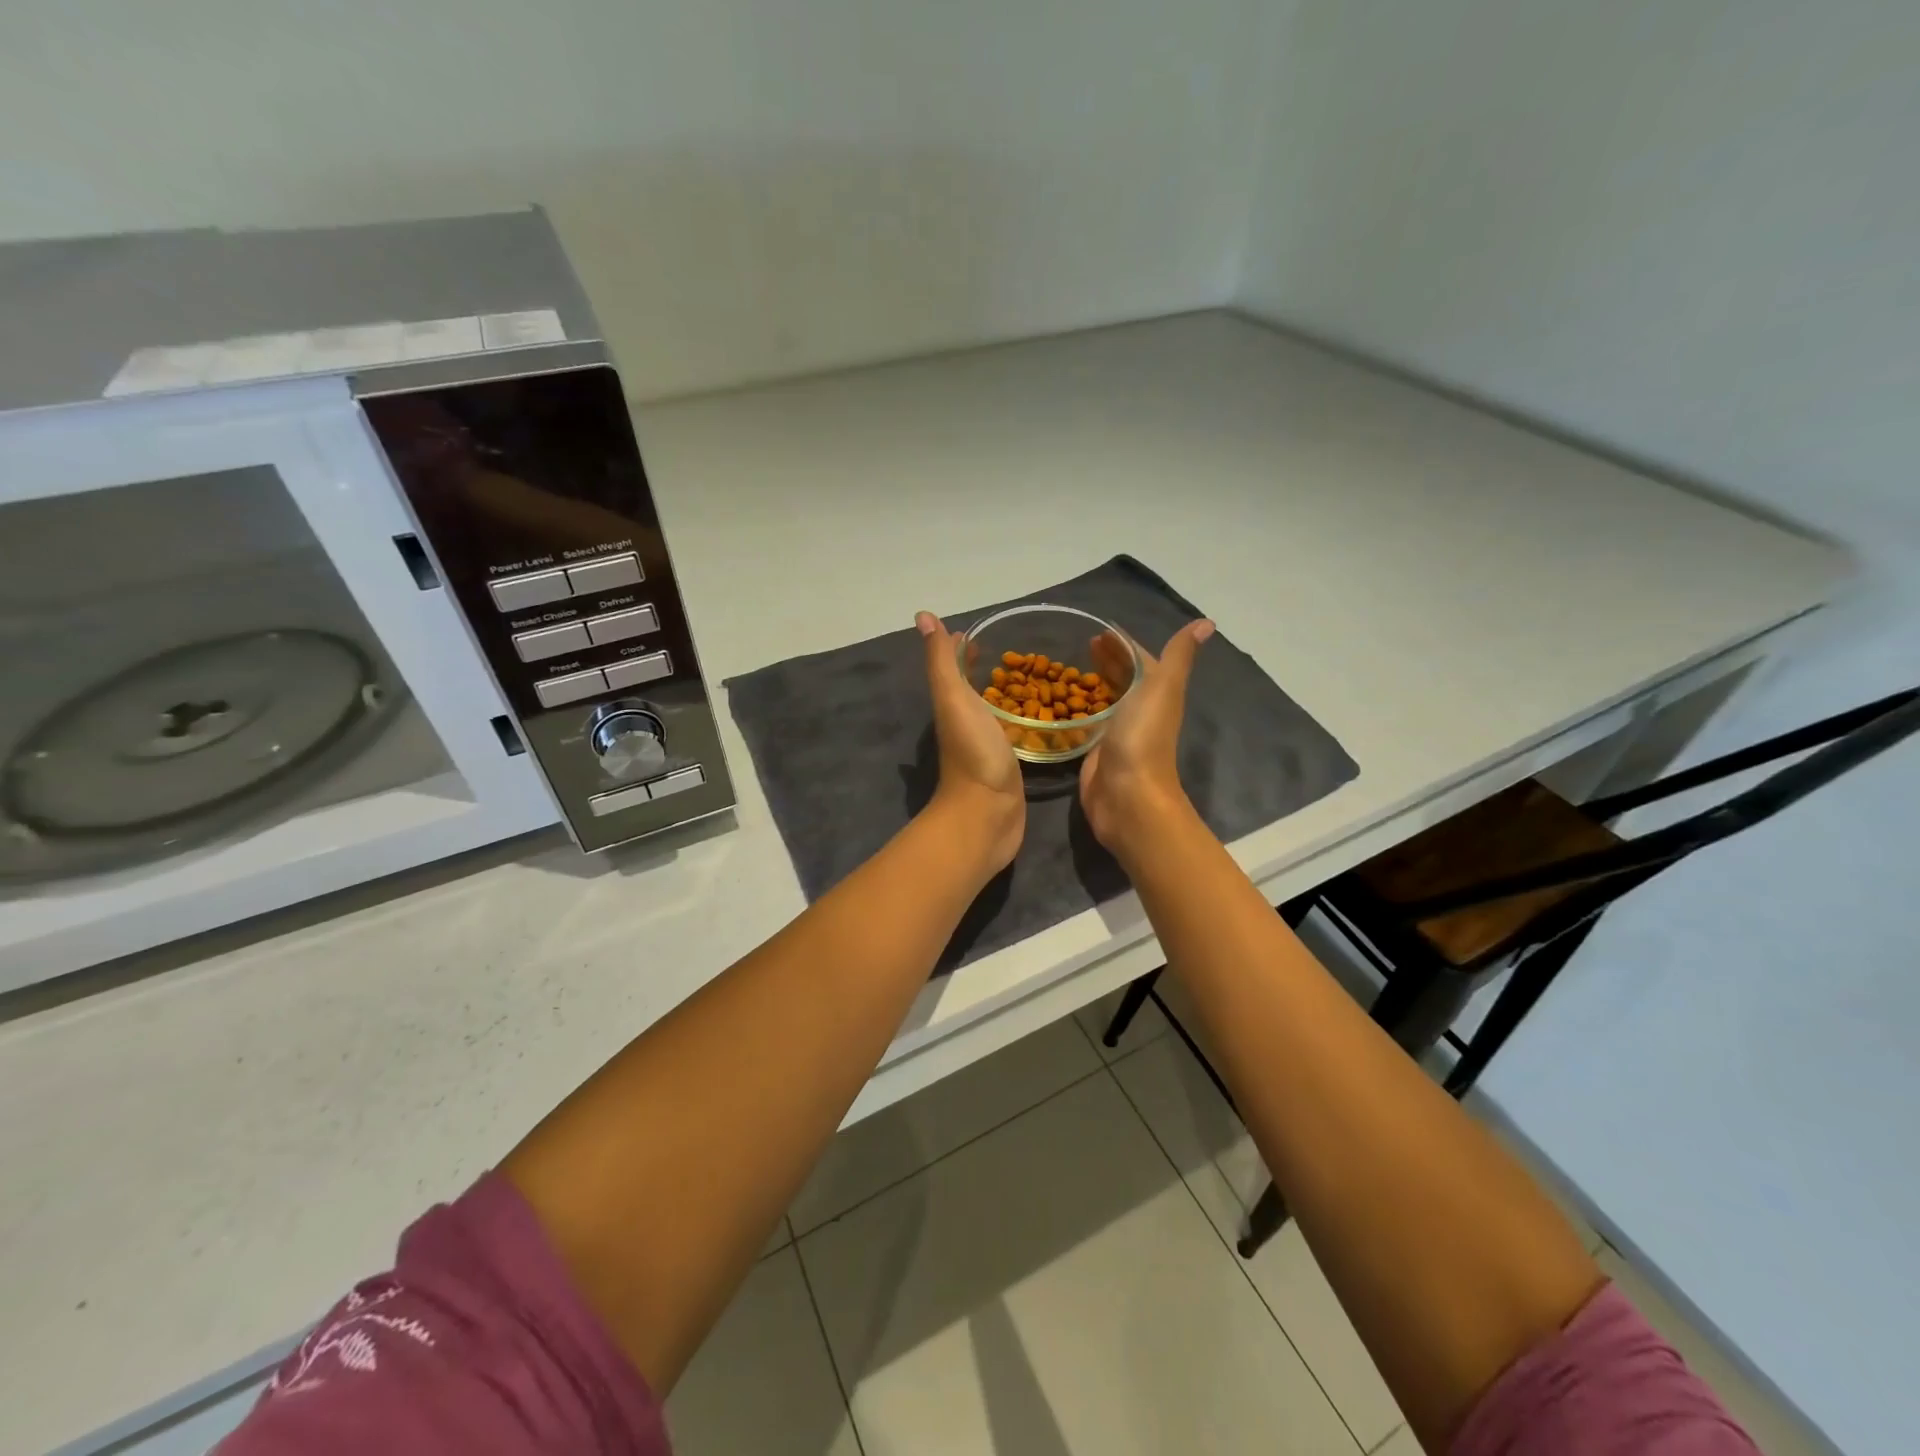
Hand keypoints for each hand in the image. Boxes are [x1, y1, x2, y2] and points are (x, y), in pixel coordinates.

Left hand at [917, 612, 1024, 871]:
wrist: (987, 814)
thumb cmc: (973, 753)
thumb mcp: (953, 699)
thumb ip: (942, 661)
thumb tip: (923, 616)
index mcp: (952, 706)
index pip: (955, 669)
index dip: (962, 650)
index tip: (981, 634)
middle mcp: (965, 724)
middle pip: (973, 690)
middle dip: (986, 671)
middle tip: (1015, 654)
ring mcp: (986, 747)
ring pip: (993, 712)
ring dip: (1004, 696)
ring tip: (1032, 679)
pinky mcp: (1006, 766)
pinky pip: (1012, 734)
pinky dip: (1020, 722)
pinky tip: (1037, 719)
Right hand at [1078, 618, 1213, 858]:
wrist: (1127, 795)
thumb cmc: (1144, 736)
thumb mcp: (1163, 687)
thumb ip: (1178, 655)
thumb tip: (1207, 622)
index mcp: (1156, 693)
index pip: (1139, 660)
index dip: (1123, 644)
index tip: (1100, 630)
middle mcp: (1139, 710)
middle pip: (1123, 679)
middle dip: (1108, 660)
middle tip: (1084, 644)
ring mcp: (1117, 732)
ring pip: (1106, 700)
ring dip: (1094, 683)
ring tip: (1071, 668)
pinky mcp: (1096, 751)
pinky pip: (1088, 723)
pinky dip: (1080, 709)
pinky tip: (1064, 703)